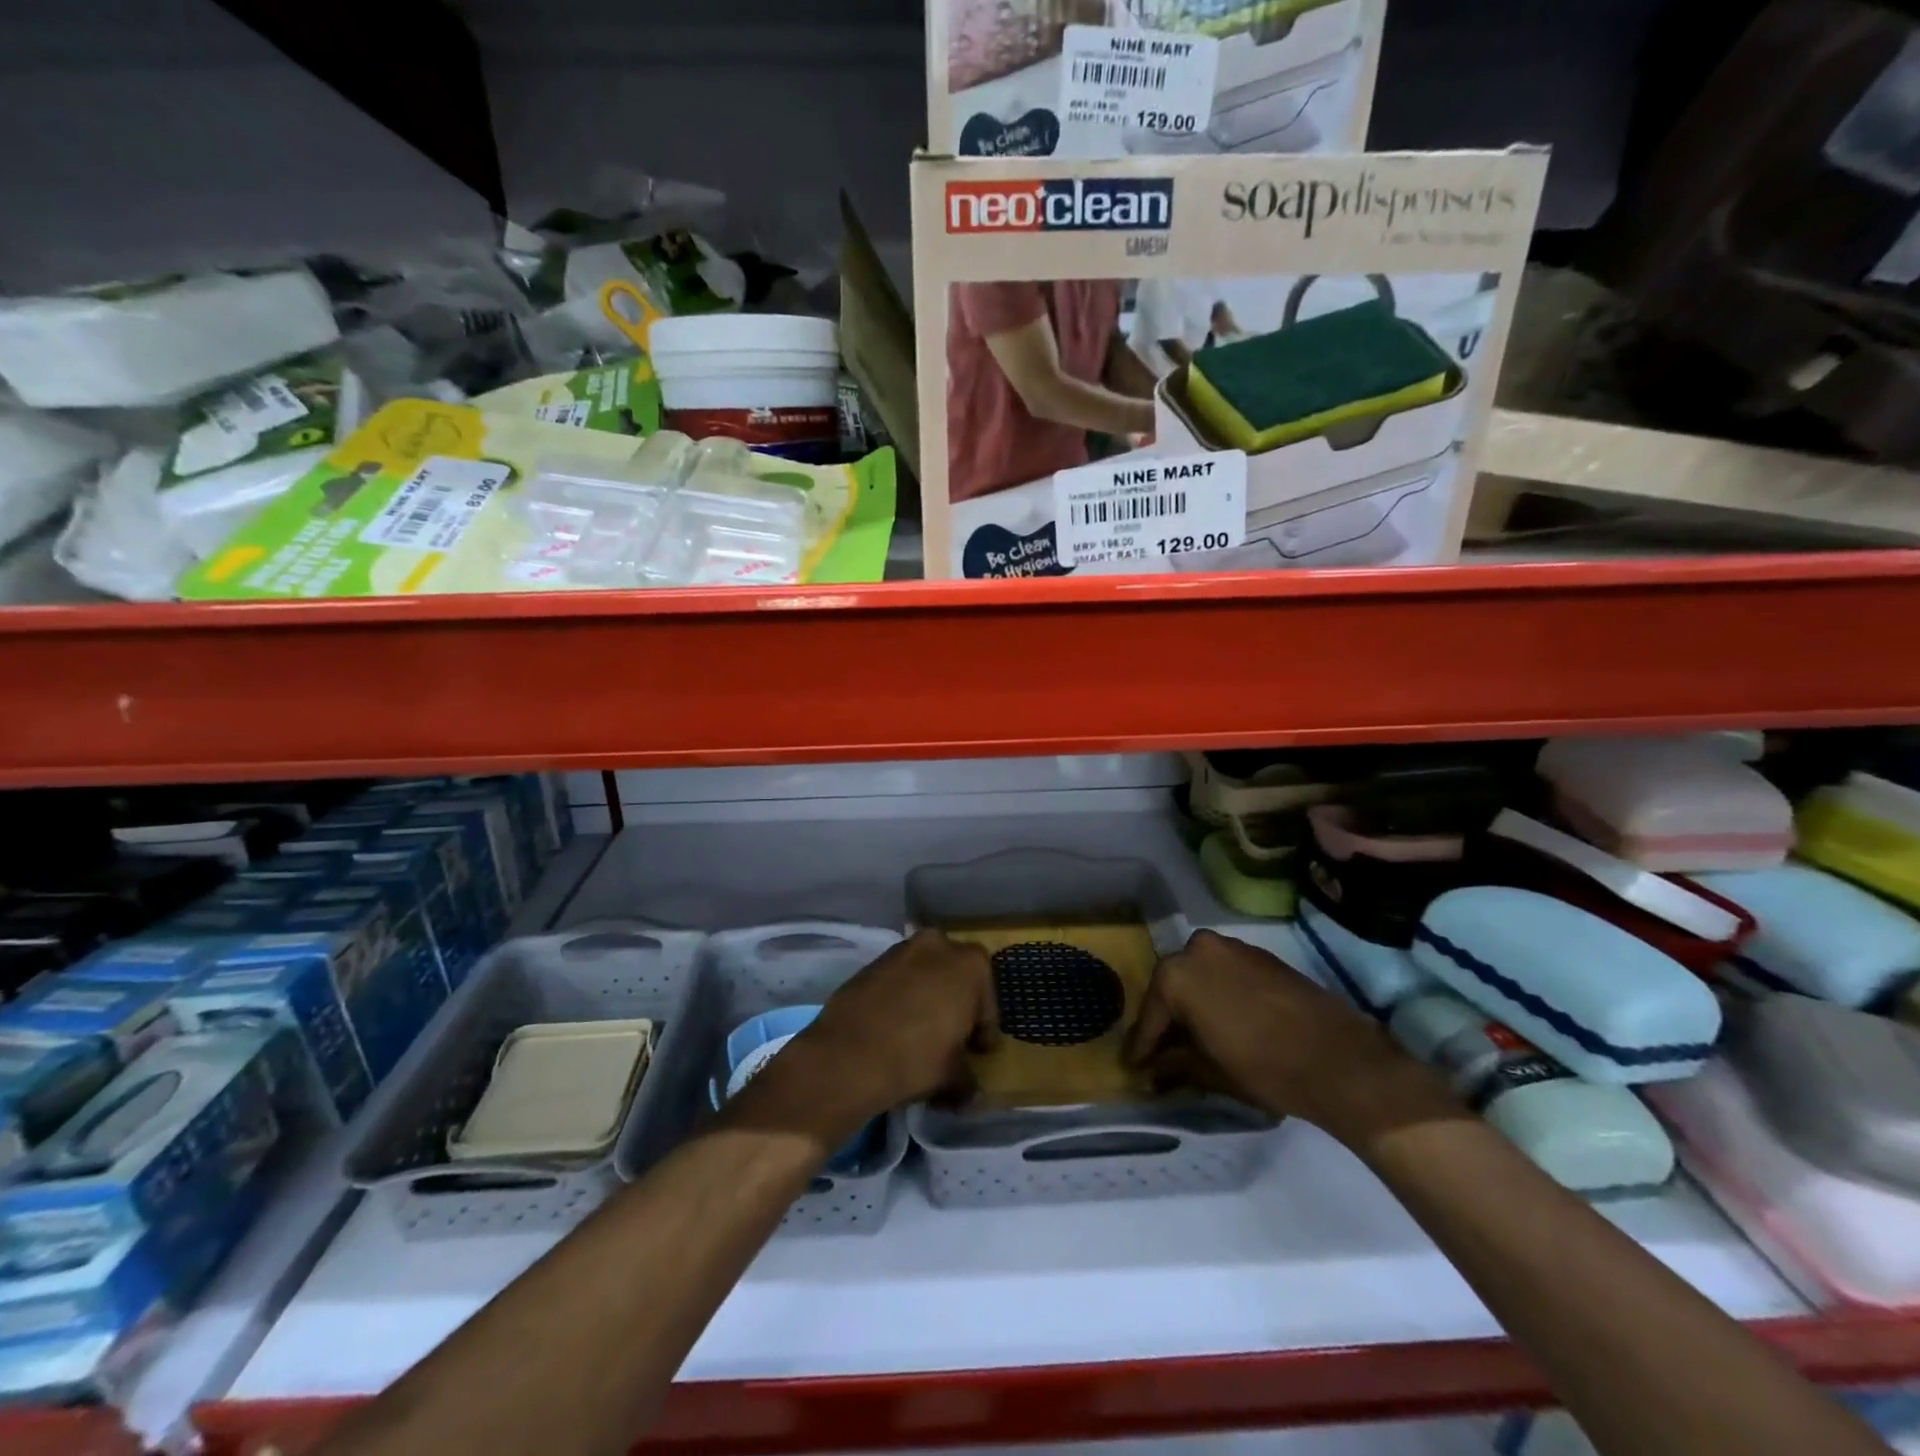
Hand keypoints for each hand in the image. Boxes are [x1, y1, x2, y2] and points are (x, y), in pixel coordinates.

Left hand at [733, 931, 997, 1147]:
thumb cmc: (916, 1058)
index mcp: (970, 965)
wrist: (847, 1055)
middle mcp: (938, 945)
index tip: (976, 1053)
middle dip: (955, 1006)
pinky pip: (896, 981)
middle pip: (955, 979)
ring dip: (926, 999)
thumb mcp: (953, 1077)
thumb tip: (970, 1093)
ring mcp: (901, 950)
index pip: (987, 1002)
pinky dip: (900, 999)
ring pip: (924, 976)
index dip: (983, 1031)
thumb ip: (968, 1080)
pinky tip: (893, 1028)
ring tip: (919, 1035)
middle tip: (950, 1039)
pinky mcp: (870, 963)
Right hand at [1124, 929, 1451, 1142]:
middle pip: (1172, 990)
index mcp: (1177, 975)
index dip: (1141, 1047)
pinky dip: (1219, 996)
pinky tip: (1225, 1023)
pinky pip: (1226, 974)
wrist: (1339, 1059)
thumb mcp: (1209, 1071)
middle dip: (1167, 1021)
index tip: (1134, 1067)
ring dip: (1194, 1005)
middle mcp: (1198, 949)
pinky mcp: (1261, 956)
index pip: (1150, 1016)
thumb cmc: (1264, 1067)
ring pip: (1200, 978)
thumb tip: (1148, 1072)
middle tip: (1164, 1054)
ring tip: (1195, 1040)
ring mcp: (1232, 947)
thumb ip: (1173, 1065)